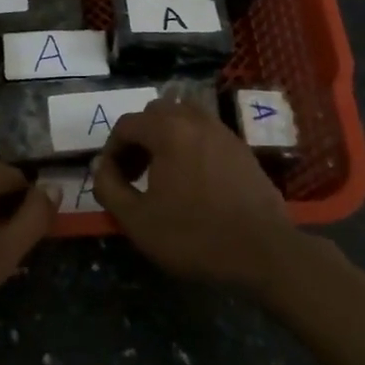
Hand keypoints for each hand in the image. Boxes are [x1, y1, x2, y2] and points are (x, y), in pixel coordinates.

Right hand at [92, 99, 301, 290]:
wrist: (263, 251)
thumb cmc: (194, 236)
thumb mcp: (137, 220)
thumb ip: (109, 188)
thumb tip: (101, 167)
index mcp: (168, 130)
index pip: (127, 124)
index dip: (112, 150)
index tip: (112, 179)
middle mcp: (196, 120)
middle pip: (156, 113)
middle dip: (138, 138)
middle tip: (134, 173)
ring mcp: (223, 132)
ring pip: (184, 118)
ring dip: (165, 137)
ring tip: (162, 172)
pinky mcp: (242, 148)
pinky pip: (206, 133)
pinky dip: (190, 145)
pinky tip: (192, 180)